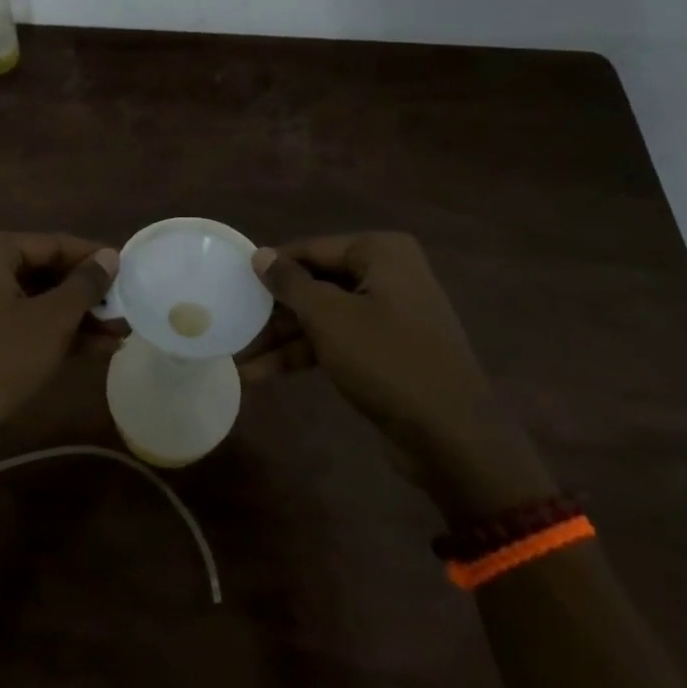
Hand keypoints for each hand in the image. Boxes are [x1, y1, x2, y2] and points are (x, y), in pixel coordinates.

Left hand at [0, 233, 118, 459]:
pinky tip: (97, 350)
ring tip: (121, 333)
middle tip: (127, 307)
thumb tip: (110, 256)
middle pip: (46, 272)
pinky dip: (58, 336)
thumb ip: (84, 285)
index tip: (130, 270)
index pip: (53, 243)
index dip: (93, 257)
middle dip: (88, 293)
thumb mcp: (50, 321)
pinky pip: (26, 328)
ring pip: (38, 303)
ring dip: (79, 318)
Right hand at [245, 233, 553, 519]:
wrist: (454, 438)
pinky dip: (306, 355)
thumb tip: (259, 254)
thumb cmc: (388, 360)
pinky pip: (338, 341)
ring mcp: (389, 314)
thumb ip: (290, 283)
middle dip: (274, 311)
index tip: (232, 282)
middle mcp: (388, 275)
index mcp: (380, 252)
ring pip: (323, 317)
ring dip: (283, 339)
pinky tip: (266, 374)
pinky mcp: (388, 350)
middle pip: (316, 284)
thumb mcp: (329, 317)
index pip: (311, 249)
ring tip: (240, 360)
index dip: (271, 267)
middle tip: (233, 325)